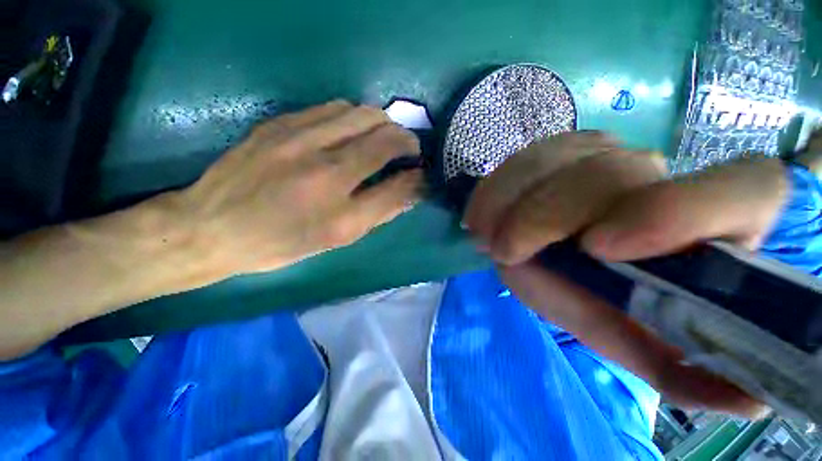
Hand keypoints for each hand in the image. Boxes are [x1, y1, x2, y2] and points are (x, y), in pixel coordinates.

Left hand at [180, 100, 423, 274]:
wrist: (211, 227)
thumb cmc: (281, 243)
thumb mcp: (337, 239)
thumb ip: (379, 212)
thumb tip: (410, 190)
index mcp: (341, 215)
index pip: (399, 185)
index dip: (419, 176)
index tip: (423, 172)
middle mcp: (325, 172)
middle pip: (384, 136)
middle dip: (405, 139)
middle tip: (407, 150)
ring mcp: (299, 140)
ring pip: (361, 113)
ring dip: (381, 123)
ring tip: (381, 137)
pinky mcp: (279, 123)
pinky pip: (332, 108)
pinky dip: (353, 117)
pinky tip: (349, 131)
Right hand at [464, 132, 786, 417]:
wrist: (568, 254)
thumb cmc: (610, 299)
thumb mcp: (639, 340)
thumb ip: (680, 371)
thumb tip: (746, 403)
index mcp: (712, 223)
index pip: (743, 190)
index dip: (676, 213)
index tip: (596, 251)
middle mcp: (661, 174)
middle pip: (610, 175)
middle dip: (545, 217)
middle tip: (504, 252)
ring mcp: (604, 153)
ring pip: (556, 160)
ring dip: (509, 200)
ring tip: (484, 234)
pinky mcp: (562, 150)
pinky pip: (525, 158)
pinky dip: (496, 187)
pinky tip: (482, 215)